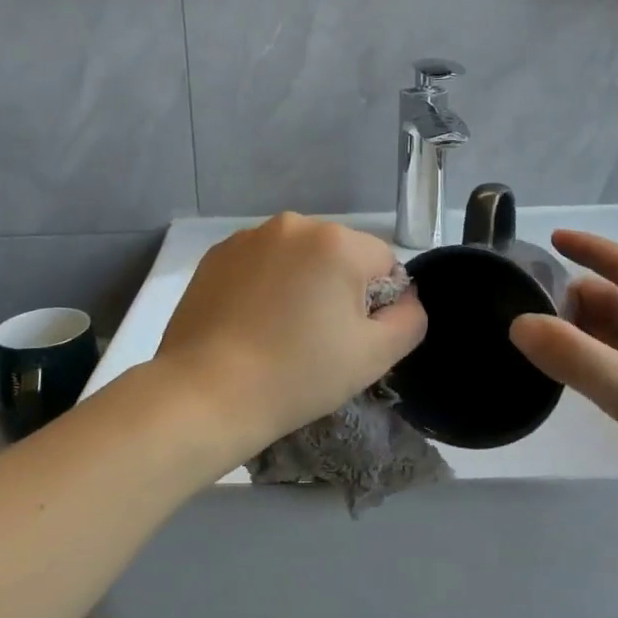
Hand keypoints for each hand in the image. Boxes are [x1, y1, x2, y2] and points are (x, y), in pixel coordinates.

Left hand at [155, 214, 427, 459]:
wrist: (207, 392)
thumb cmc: (298, 374)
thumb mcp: (375, 356)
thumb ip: (410, 318)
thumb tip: (405, 297)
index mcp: (336, 241)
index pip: (383, 262)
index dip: (377, 303)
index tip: (351, 338)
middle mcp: (293, 225)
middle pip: (339, 254)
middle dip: (337, 288)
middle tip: (316, 339)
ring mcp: (249, 237)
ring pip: (297, 257)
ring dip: (300, 284)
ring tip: (279, 332)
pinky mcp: (216, 255)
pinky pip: (260, 263)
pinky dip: (264, 285)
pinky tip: (250, 323)